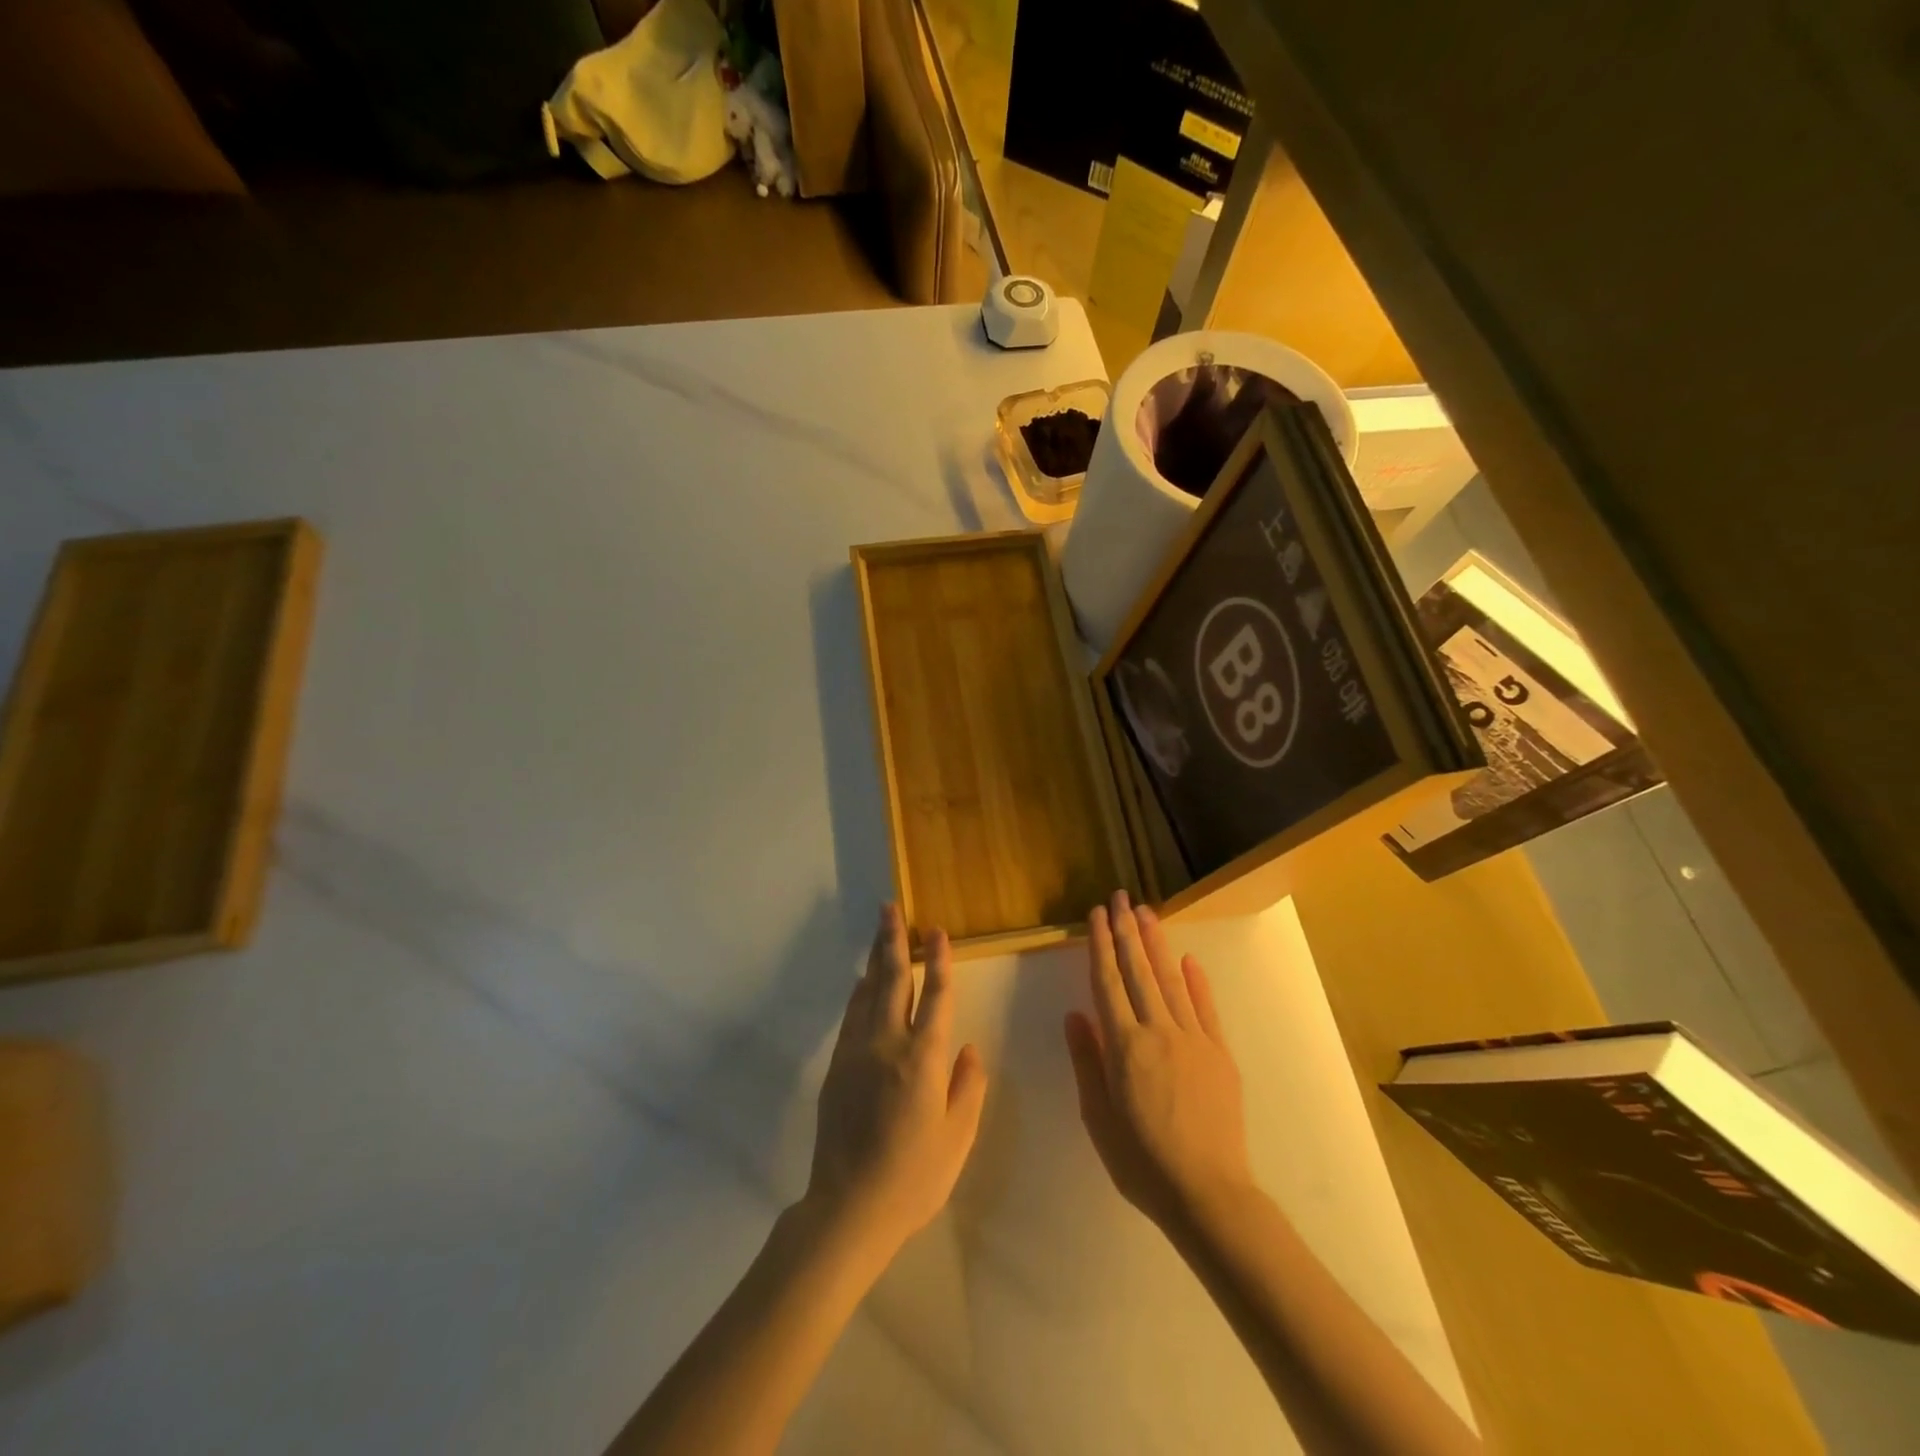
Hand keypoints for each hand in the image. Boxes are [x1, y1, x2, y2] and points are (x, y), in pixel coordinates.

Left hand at [805, 905, 987, 1259]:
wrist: (849, 1208)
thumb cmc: (914, 1177)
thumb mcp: (958, 1138)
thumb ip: (968, 1087)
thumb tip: (970, 1048)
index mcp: (924, 1059)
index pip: (937, 997)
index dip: (940, 961)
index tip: (938, 932)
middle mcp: (888, 1044)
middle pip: (894, 980)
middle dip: (894, 940)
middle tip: (891, 908)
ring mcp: (857, 1053)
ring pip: (868, 992)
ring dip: (875, 959)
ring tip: (880, 931)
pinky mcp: (836, 1067)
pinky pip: (851, 1016)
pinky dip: (860, 992)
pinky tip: (863, 982)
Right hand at [1065, 891, 1252, 1233]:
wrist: (1208, 1193)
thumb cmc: (1142, 1161)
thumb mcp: (1098, 1117)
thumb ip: (1087, 1060)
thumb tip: (1075, 1013)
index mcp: (1124, 1045)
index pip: (1107, 982)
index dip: (1101, 946)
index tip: (1097, 915)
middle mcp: (1157, 1030)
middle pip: (1138, 971)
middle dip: (1127, 930)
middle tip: (1120, 897)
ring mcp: (1193, 1039)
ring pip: (1170, 980)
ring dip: (1156, 944)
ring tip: (1146, 912)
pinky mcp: (1219, 1053)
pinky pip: (1205, 1008)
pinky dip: (1196, 981)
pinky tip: (1187, 959)